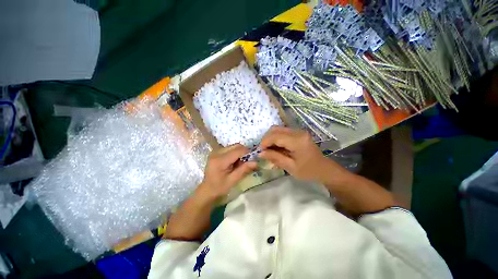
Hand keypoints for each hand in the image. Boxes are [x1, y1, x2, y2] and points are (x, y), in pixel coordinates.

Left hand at [197, 144, 256, 200]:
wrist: (207, 189)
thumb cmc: (219, 187)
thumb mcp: (233, 180)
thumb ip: (244, 169)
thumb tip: (256, 162)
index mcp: (220, 160)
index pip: (238, 150)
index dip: (248, 153)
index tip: (253, 160)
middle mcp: (217, 152)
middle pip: (236, 146)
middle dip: (244, 152)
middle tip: (246, 162)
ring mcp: (216, 151)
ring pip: (234, 146)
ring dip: (240, 153)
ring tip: (239, 163)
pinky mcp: (216, 152)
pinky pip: (230, 148)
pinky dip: (235, 153)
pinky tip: (234, 162)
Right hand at [259, 127, 345, 182]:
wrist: (324, 169)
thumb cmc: (308, 171)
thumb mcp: (290, 167)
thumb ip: (275, 158)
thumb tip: (260, 153)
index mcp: (297, 141)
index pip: (275, 136)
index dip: (264, 142)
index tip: (259, 151)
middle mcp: (297, 132)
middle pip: (275, 129)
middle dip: (266, 139)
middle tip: (264, 150)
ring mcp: (298, 131)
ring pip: (278, 129)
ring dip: (270, 138)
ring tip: (269, 149)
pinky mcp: (298, 133)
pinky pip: (282, 132)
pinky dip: (276, 138)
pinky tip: (276, 147)